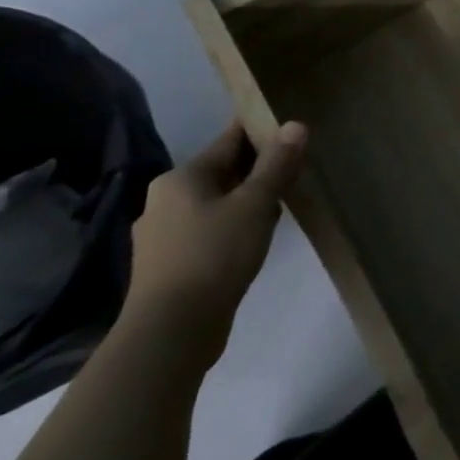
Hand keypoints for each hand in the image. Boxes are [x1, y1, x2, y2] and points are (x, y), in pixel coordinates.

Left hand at [123, 120, 307, 364]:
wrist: (170, 334)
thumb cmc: (214, 255)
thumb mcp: (256, 204)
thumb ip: (277, 163)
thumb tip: (295, 125)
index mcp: (181, 178)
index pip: (230, 139)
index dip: (263, 131)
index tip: (293, 130)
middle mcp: (165, 200)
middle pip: (223, 171)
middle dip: (259, 169)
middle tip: (295, 170)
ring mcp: (163, 235)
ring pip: (217, 202)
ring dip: (248, 201)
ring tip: (281, 205)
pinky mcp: (169, 266)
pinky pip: (209, 230)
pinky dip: (234, 227)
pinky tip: (256, 239)